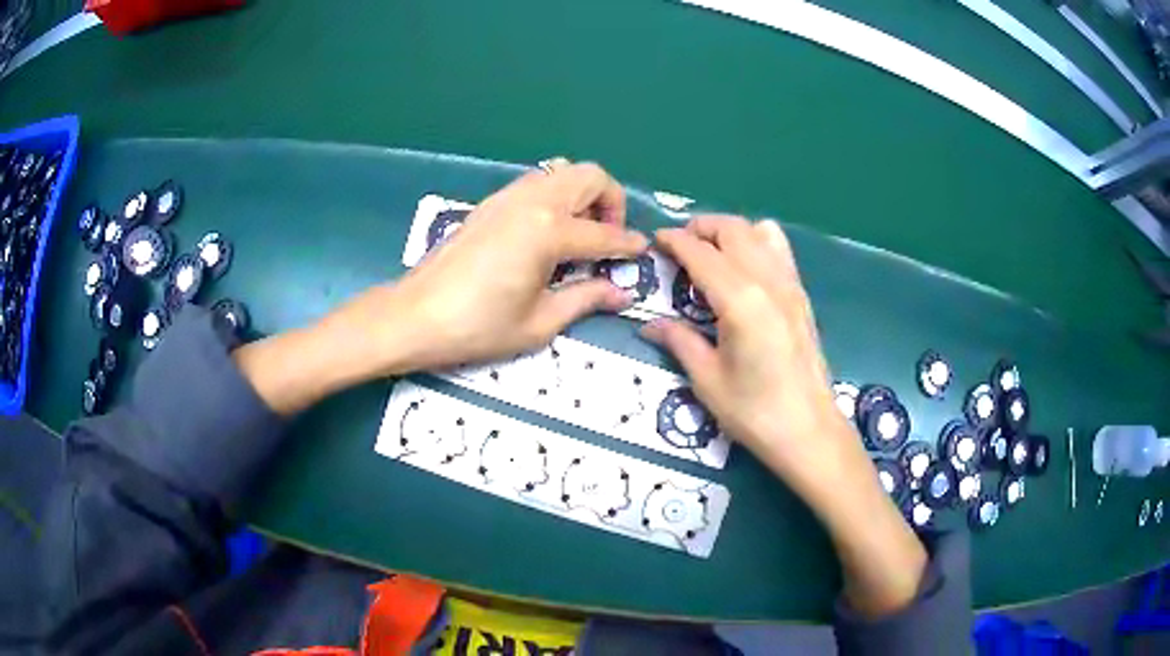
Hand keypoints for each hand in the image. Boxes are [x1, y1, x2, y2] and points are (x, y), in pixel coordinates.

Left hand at [326, 160, 647, 375]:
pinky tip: (548, 233)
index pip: (604, 234)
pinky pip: (537, 182)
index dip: (628, 245)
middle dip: (611, 202)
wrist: (415, 315)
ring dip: (583, 195)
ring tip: (580, 234)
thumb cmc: (477, 327)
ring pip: (562, 172)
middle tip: (606, 239)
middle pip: (590, 176)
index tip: (640, 253)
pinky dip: (556, 196)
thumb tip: (621, 294)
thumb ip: (585, 299)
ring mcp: (508, 196)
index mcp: (549, 231)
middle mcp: (533, 201)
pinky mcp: (491, 203)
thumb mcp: (539, 322)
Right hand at [642, 216, 925, 618]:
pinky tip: (745, 268)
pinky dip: (757, 242)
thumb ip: (679, 341)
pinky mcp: (802, 296)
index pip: (702, 254)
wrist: (808, 431)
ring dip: (730, 231)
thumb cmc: (754, 412)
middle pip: (733, 230)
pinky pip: (780, 250)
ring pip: (759, 232)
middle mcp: (768, 281)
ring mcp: (790, 286)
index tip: (656, 240)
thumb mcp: (707, 380)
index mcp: (740, 301)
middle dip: (702, 227)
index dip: (675, 241)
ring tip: (710, 251)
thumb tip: (650, 325)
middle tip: (679, 244)